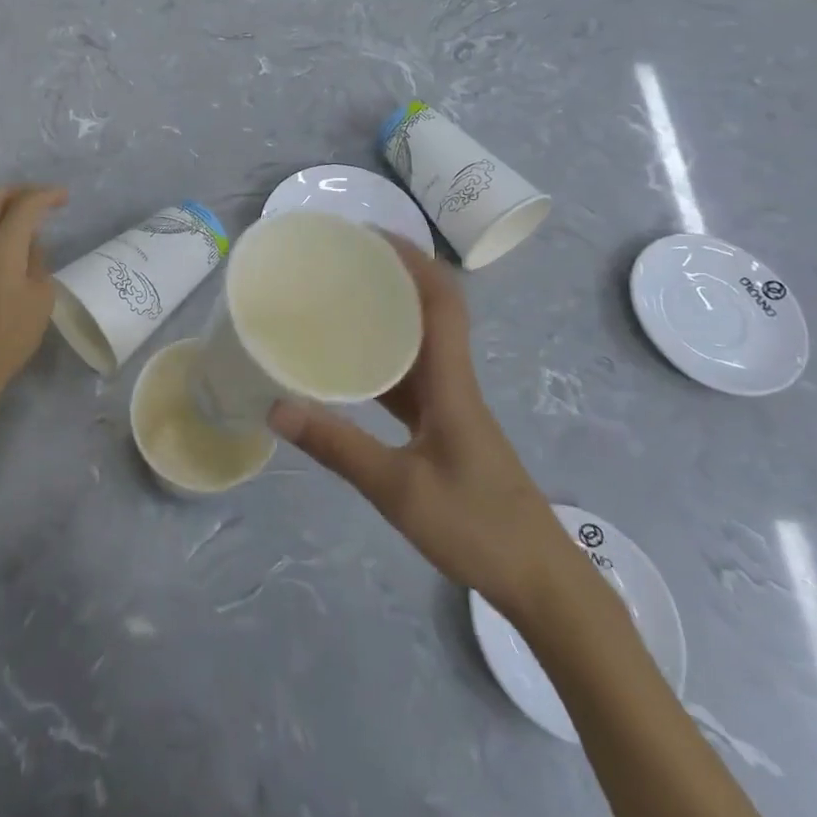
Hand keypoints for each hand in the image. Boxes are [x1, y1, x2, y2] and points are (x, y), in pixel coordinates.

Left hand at [0, 184, 68, 403]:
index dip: (47, 195)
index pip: (26, 204)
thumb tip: (30, 242)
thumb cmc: (12, 333)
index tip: (64, 198)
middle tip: (39, 203)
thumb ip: (37, 260)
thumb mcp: (42, 296)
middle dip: (19, 192)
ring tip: (12, 216)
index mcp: (4, 245)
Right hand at [267, 236, 569, 617]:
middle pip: (429, 310)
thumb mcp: (398, 489)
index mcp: (450, 382)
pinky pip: (411, 377)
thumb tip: (276, 407)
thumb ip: (337, 447)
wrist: (541, 581)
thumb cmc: (477, 527)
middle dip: (390, 275)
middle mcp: (453, 381)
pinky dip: (382, 359)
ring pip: (419, 343)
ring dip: (386, 315)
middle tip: (338, 263)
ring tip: (336, 302)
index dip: (412, 258)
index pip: (441, 300)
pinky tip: (348, 368)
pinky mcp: (444, 427)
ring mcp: (450, 405)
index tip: (368, 235)